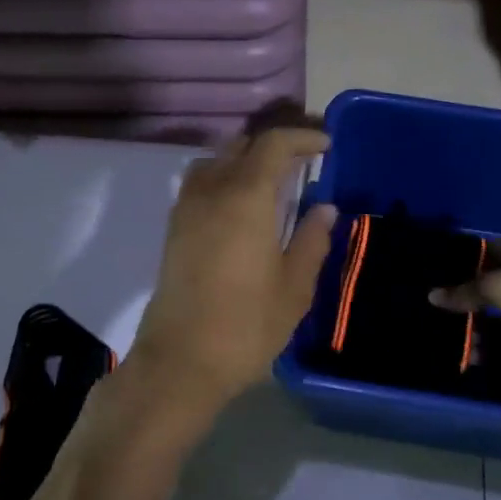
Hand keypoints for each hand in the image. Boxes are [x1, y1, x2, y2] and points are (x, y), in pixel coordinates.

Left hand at [126, 126, 336, 411]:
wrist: (179, 362)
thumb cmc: (246, 326)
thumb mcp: (294, 288)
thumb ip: (312, 240)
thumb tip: (325, 208)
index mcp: (246, 198)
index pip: (274, 144)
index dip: (302, 138)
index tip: (326, 146)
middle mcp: (212, 190)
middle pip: (243, 144)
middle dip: (276, 144)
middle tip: (305, 160)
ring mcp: (187, 207)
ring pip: (217, 159)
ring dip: (247, 157)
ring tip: (274, 179)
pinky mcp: (174, 228)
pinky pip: (201, 181)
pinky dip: (226, 176)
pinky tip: (243, 204)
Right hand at [432, 239, 500, 388]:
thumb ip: (468, 291)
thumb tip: (433, 295)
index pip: (490, 250)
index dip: (462, 260)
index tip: (434, 273)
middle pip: (493, 285)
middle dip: (467, 298)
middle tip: (433, 309)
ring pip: (500, 317)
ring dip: (477, 327)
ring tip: (446, 337)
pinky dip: (493, 348)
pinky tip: (469, 355)